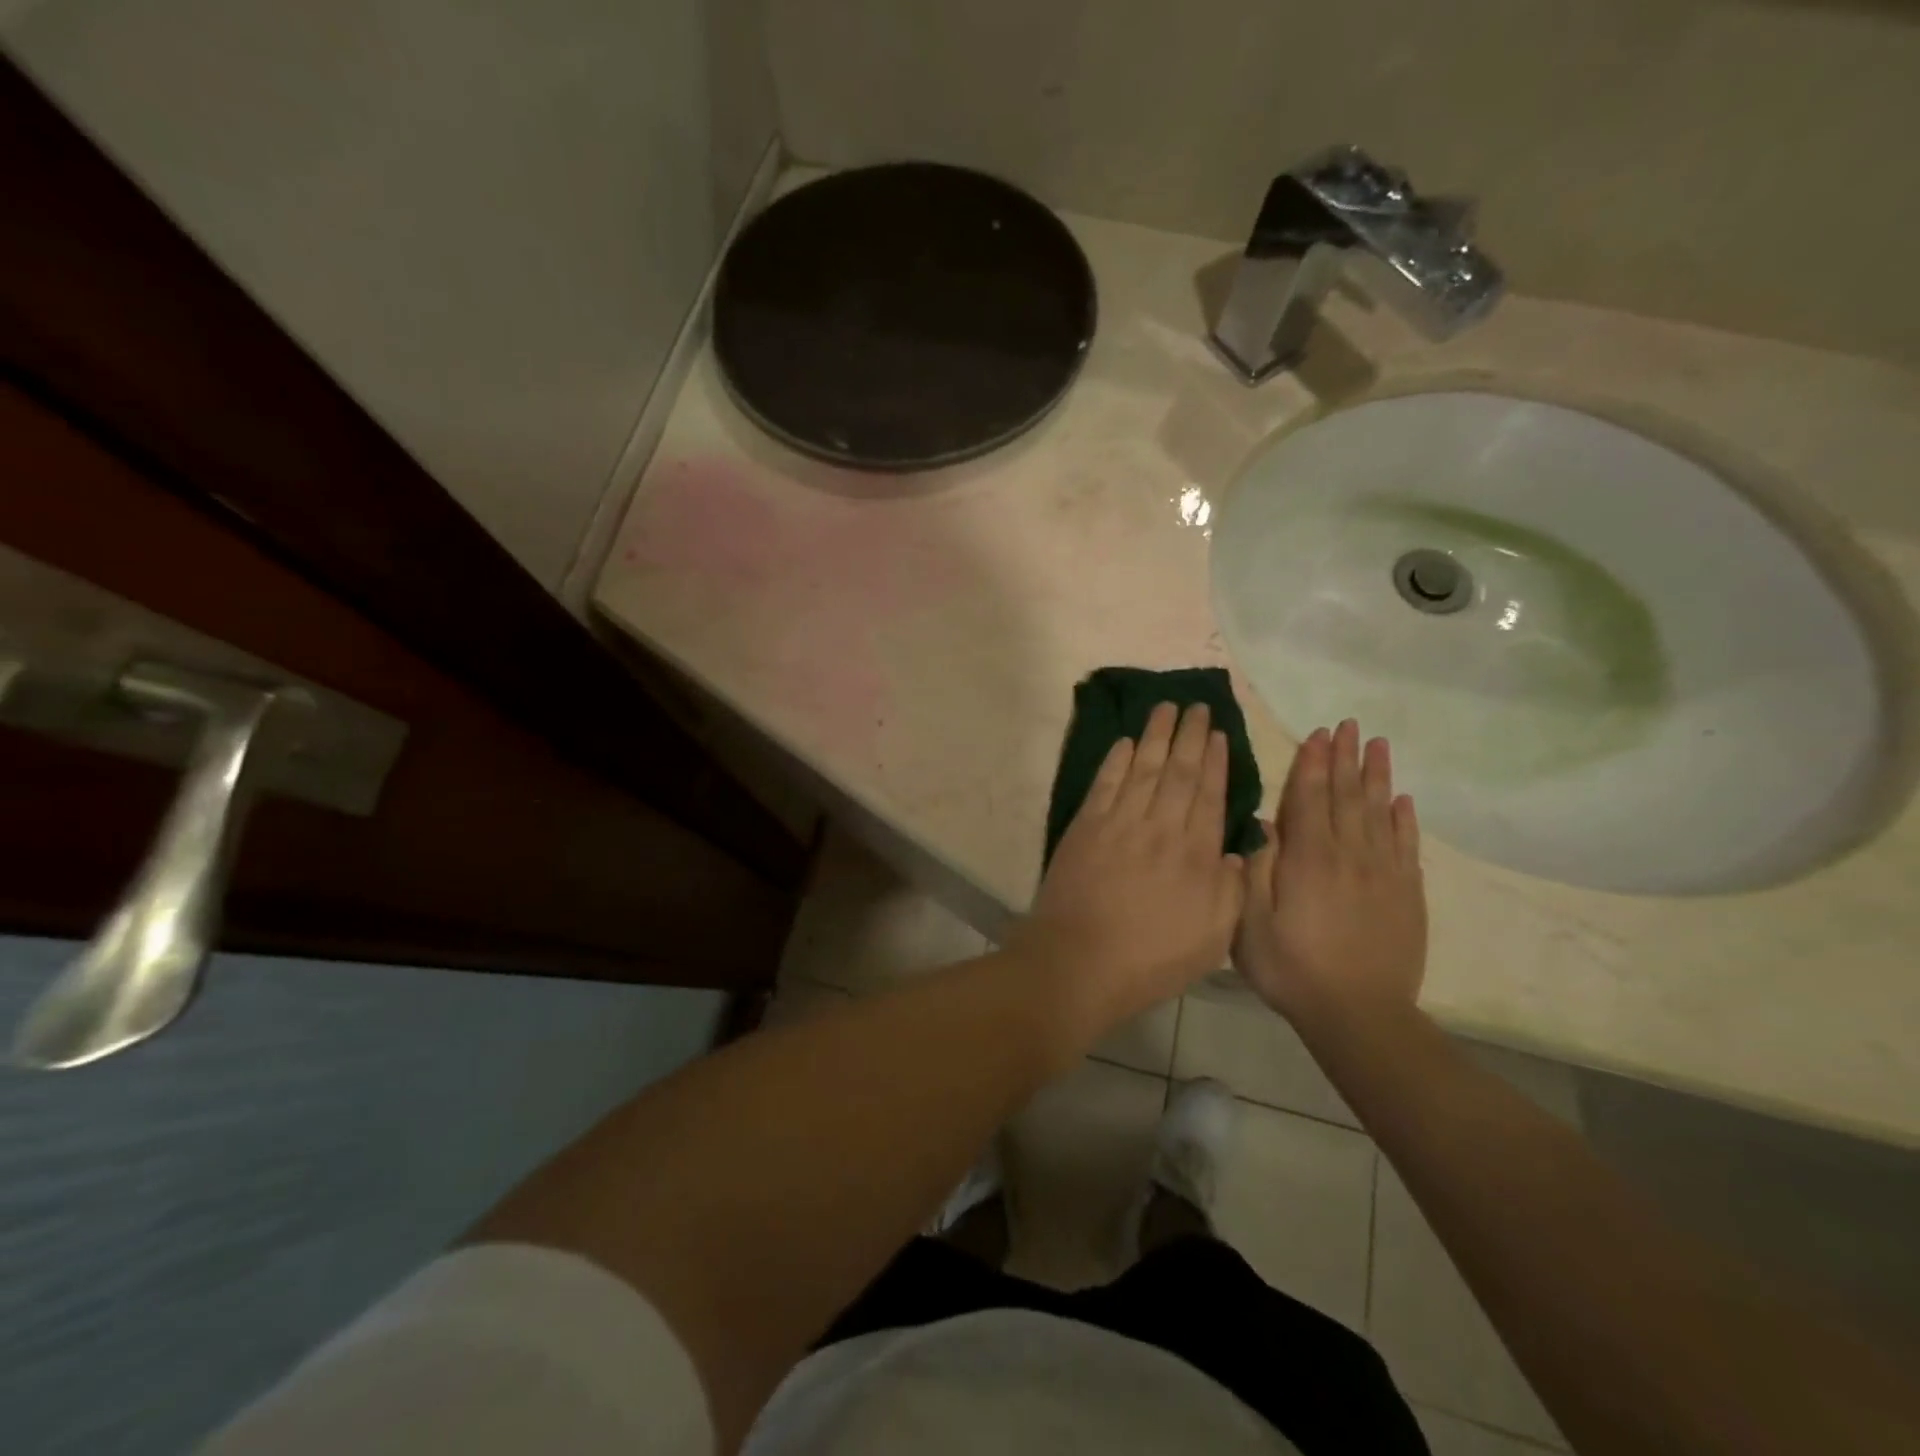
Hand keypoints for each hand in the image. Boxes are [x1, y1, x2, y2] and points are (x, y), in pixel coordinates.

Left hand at [1016, 702, 1246, 1037]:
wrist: (1081, 961)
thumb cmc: (1152, 958)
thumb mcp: (1213, 937)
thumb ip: (1230, 889)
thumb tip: (1235, 851)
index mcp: (1196, 853)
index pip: (1208, 794)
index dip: (1214, 760)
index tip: (1217, 733)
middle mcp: (1161, 827)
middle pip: (1177, 771)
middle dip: (1188, 735)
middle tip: (1195, 705)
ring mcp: (1120, 822)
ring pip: (1142, 768)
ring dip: (1155, 736)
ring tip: (1165, 708)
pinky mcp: (1085, 827)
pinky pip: (1105, 783)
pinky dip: (1116, 760)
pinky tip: (1125, 742)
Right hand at [1235, 720, 1427, 1045]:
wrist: (1359, 1014)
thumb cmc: (1292, 969)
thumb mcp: (1250, 924)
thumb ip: (1255, 871)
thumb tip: (1263, 825)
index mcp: (1308, 860)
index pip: (1310, 800)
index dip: (1313, 764)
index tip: (1318, 734)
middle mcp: (1349, 856)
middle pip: (1348, 797)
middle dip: (1346, 759)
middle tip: (1350, 725)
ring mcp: (1383, 874)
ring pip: (1380, 813)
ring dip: (1377, 777)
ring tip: (1378, 745)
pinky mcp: (1407, 894)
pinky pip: (1407, 846)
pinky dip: (1405, 820)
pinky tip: (1404, 800)